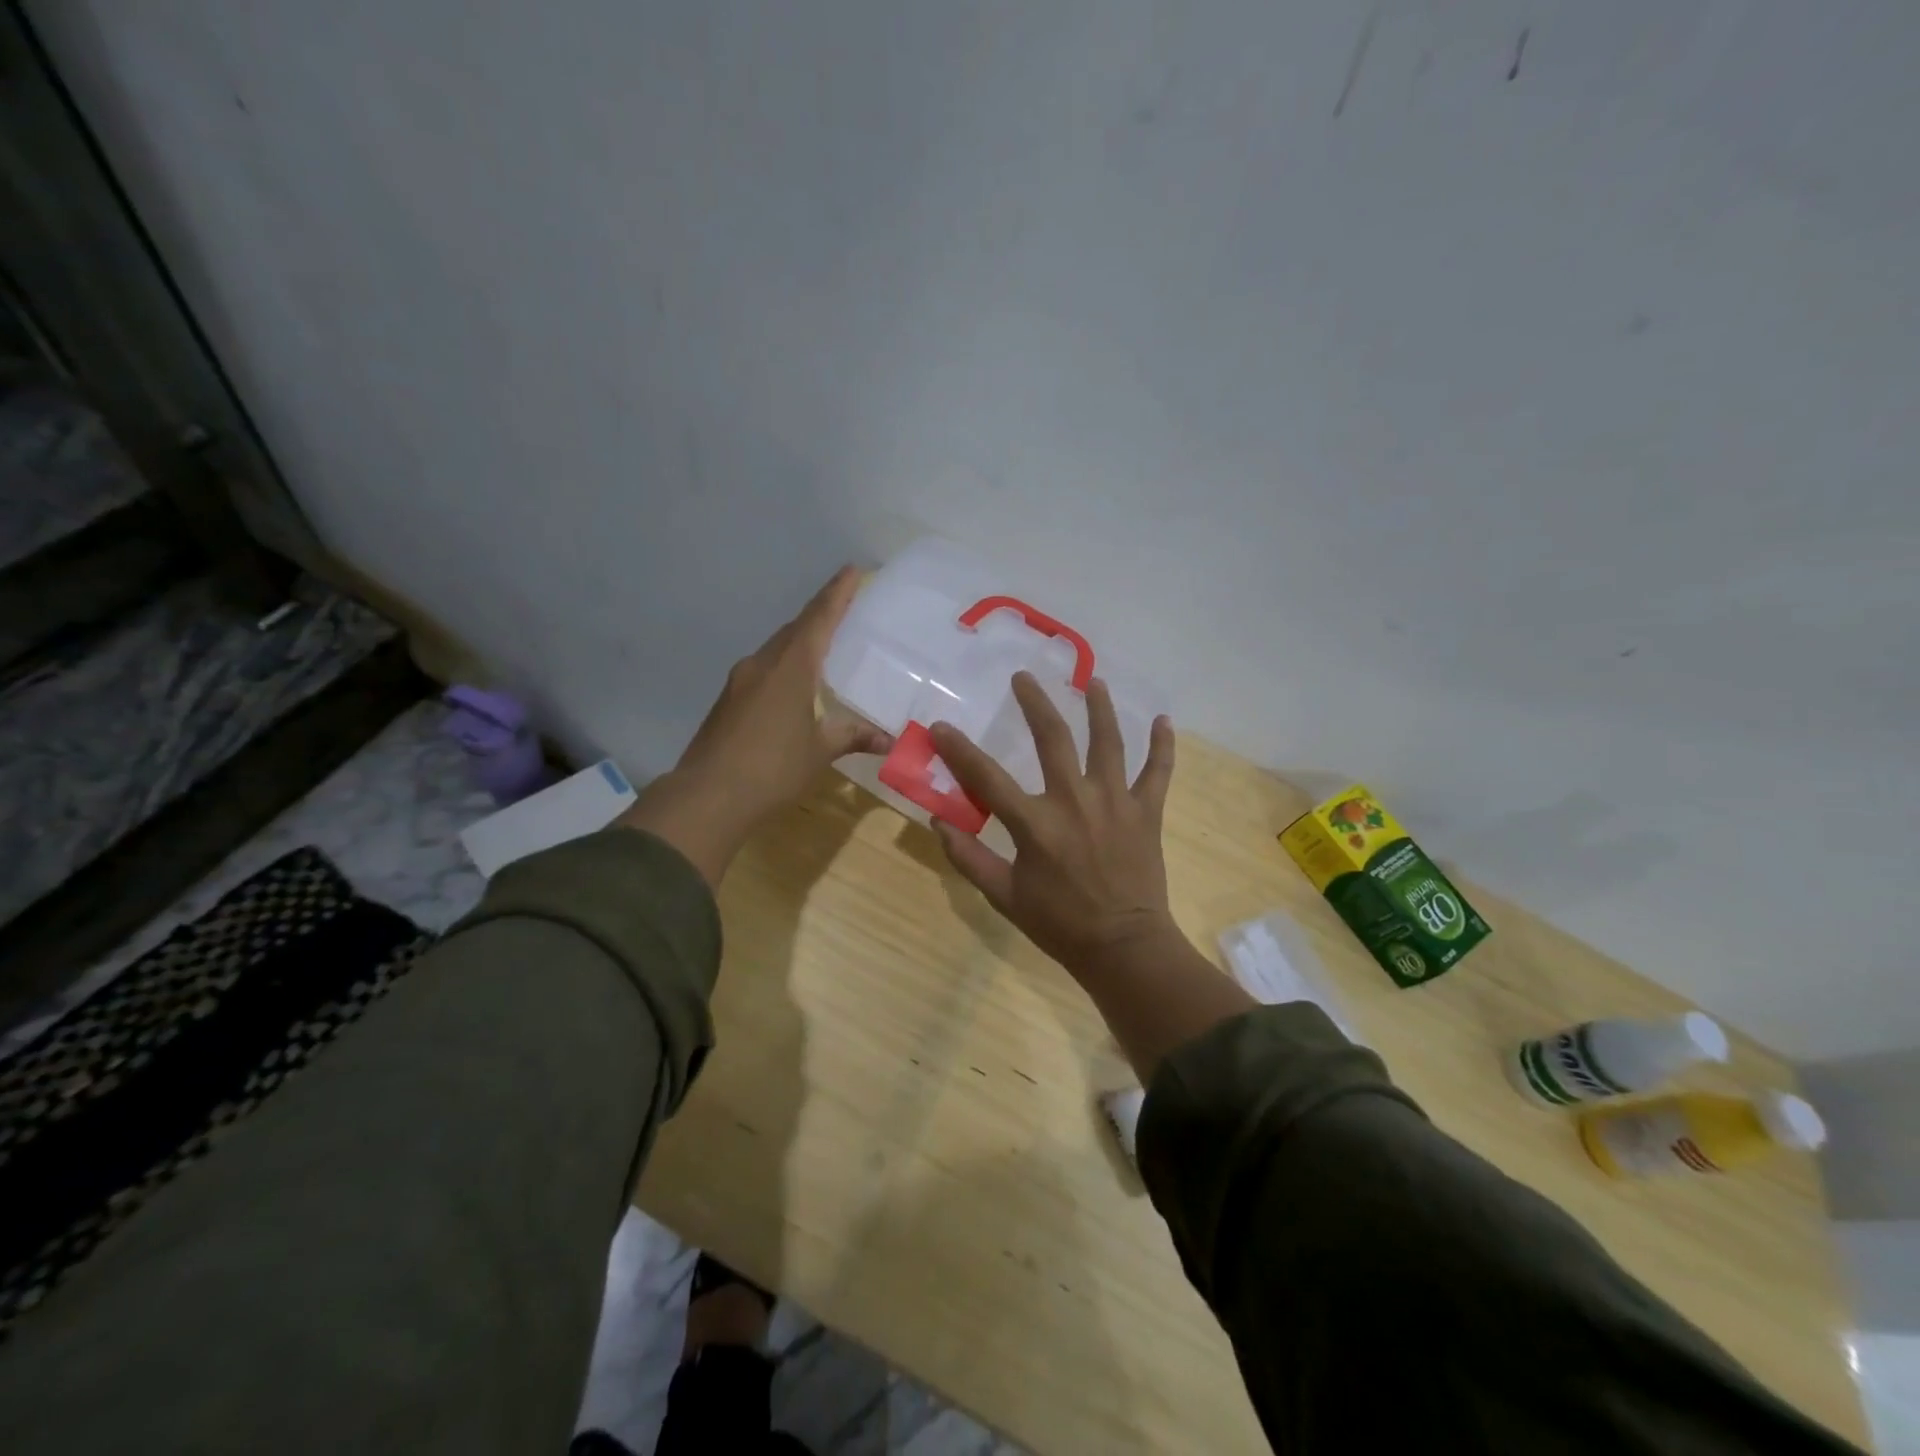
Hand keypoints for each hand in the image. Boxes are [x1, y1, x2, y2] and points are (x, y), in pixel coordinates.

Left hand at [619, 566, 891, 885]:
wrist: (707, 796)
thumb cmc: (772, 768)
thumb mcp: (820, 751)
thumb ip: (853, 736)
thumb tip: (889, 739)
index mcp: (790, 667)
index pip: (818, 619)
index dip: (837, 593)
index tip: (852, 570)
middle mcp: (763, 664)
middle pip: (795, 629)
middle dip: (820, 616)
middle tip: (847, 610)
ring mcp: (740, 681)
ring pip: (777, 649)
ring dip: (800, 642)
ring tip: (825, 648)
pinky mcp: (728, 700)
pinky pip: (764, 670)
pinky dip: (785, 667)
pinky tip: (796, 686)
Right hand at [929, 674, 1179, 978]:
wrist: (1123, 947)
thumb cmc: (1060, 924)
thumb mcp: (1004, 896)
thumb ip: (969, 858)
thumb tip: (938, 822)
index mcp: (1035, 824)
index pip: (987, 777)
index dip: (959, 750)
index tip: (941, 726)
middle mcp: (1075, 800)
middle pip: (1053, 738)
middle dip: (1035, 703)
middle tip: (1023, 677)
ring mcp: (1115, 802)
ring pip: (1109, 742)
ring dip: (1101, 708)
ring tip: (1094, 682)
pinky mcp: (1147, 812)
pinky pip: (1158, 772)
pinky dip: (1163, 746)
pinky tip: (1164, 721)